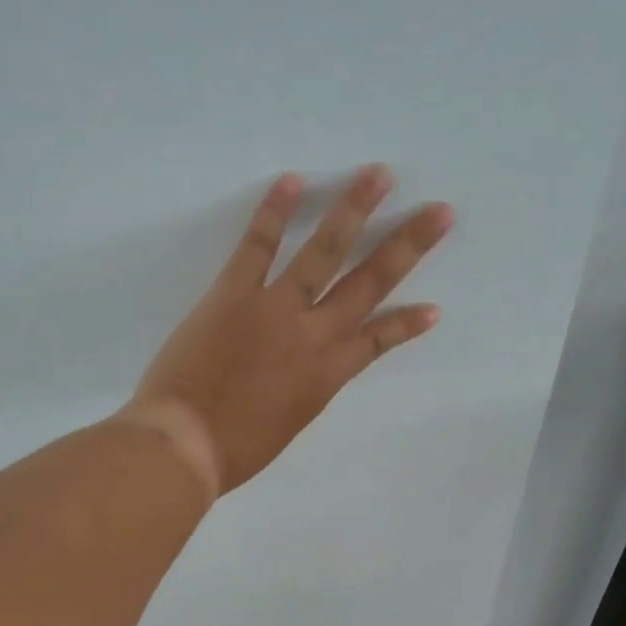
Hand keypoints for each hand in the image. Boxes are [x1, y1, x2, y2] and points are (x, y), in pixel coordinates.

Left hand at [118, 166, 451, 496]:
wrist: (184, 446)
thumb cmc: (235, 451)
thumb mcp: (288, 425)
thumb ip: (305, 391)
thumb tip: (309, 370)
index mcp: (327, 376)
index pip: (378, 340)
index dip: (407, 324)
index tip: (434, 308)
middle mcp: (313, 335)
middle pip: (370, 283)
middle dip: (408, 245)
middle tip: (440, 211)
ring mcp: (275, 309)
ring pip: (324, 251)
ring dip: (355, 208)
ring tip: (380, 174)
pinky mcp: (233, 294)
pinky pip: (258, 246)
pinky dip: (274, 212)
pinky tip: (293, 179)